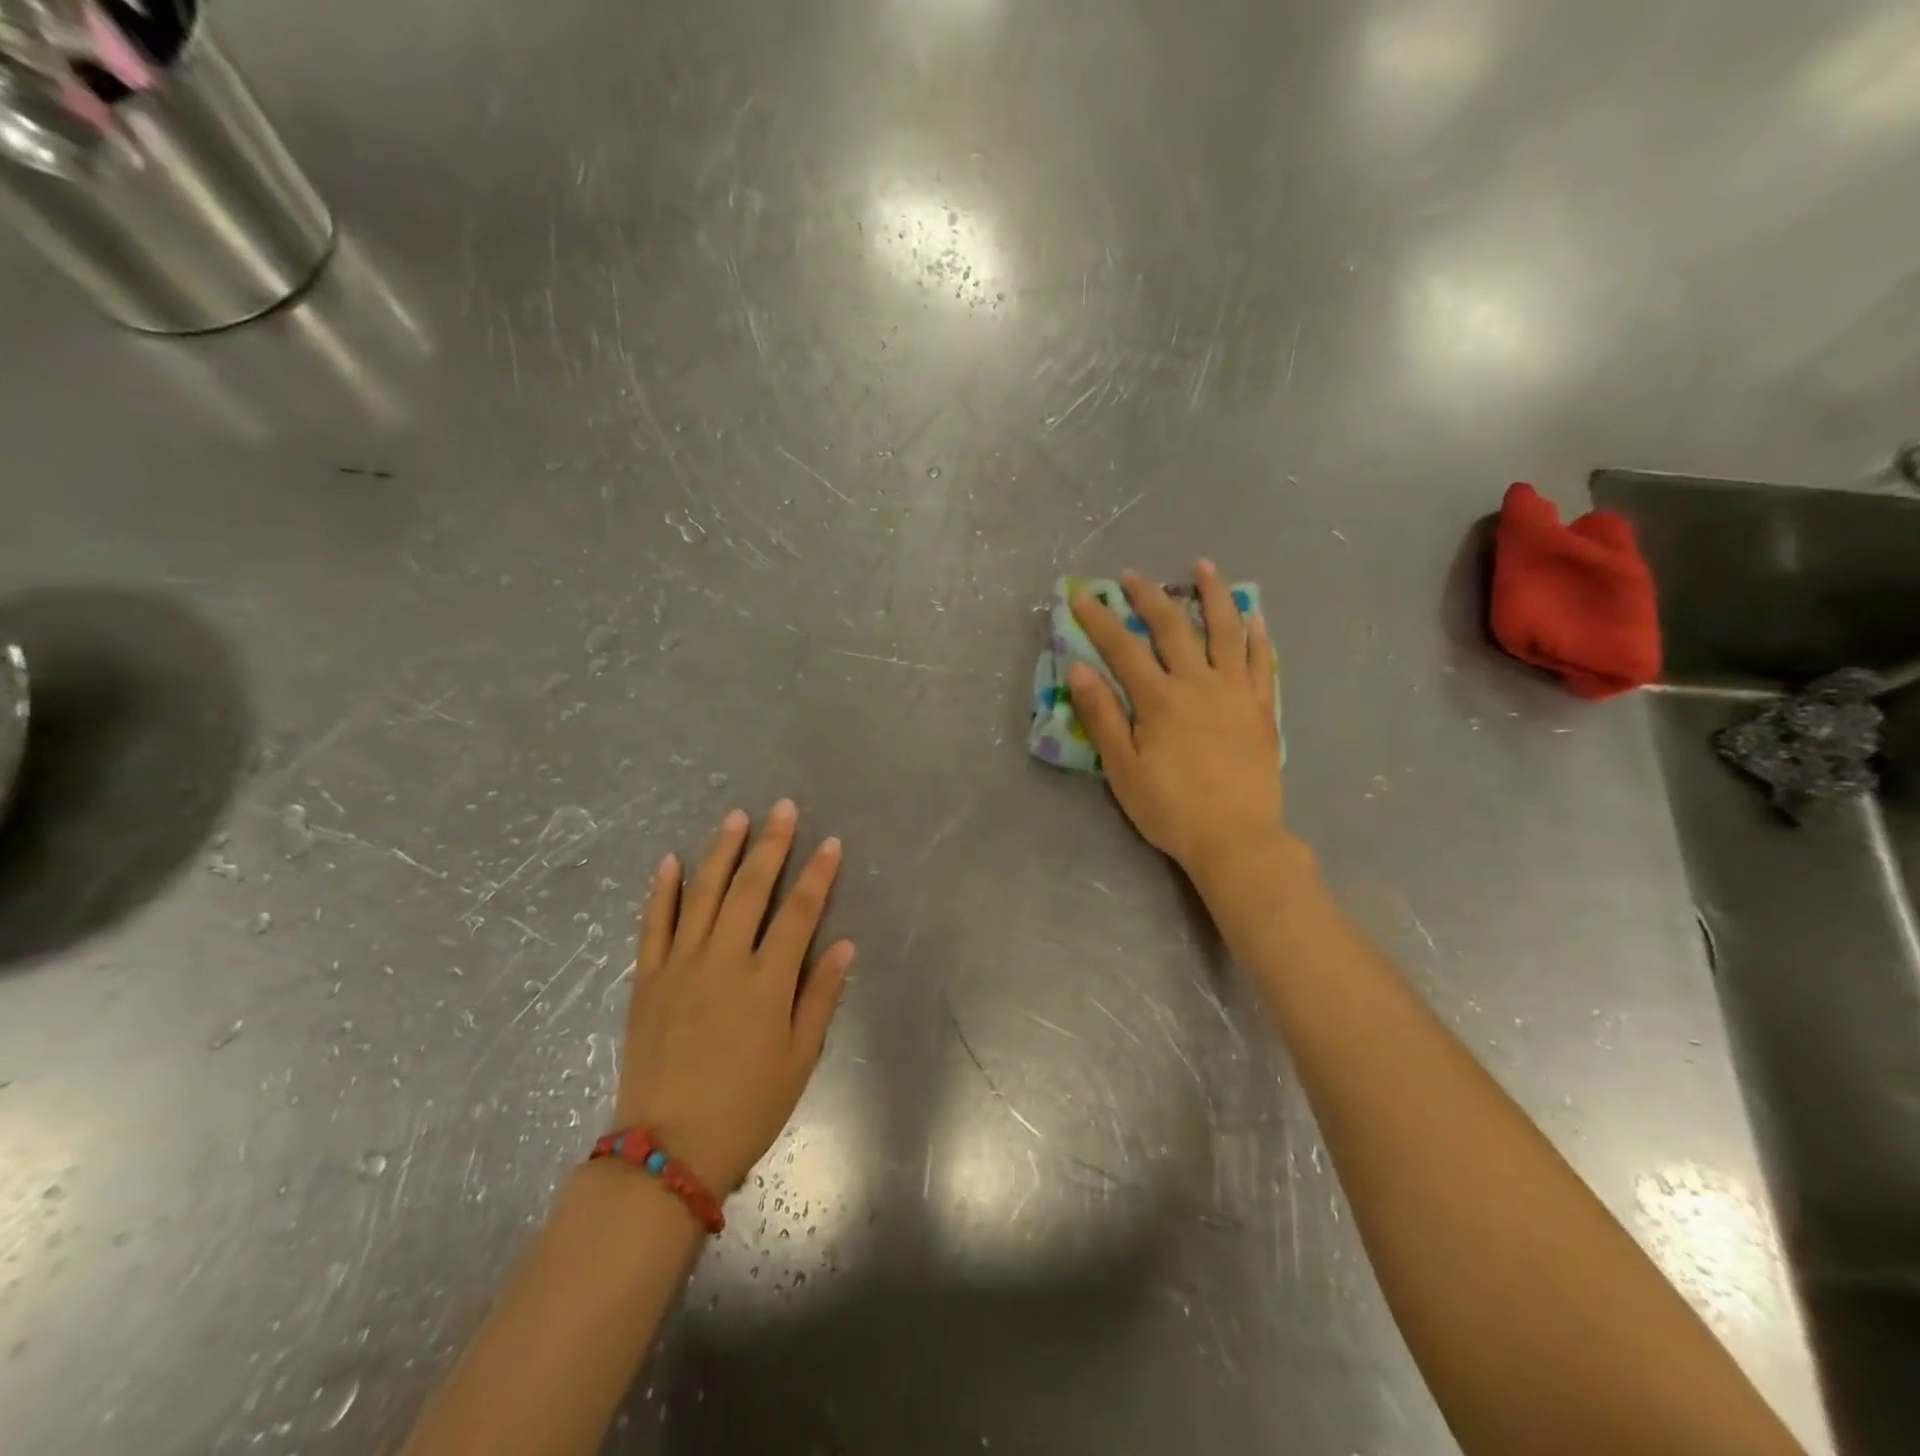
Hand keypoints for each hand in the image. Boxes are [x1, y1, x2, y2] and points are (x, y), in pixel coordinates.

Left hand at [615, 802, 854, 1193]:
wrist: (667, 1150)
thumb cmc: (746, 1107)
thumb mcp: (800, 1059)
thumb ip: (820, 996)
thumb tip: (843, 943)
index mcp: (766, 981)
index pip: (799, 912)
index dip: (818, 875)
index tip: (831, 843)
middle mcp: (723, 961)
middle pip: (750, 889)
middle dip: (771, 845)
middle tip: (783, 809)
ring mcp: (680, 966)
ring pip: (702, 894)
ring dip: (720, 852)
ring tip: (736, 817)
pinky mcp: (647, 979)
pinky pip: (653, 924)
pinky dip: (662, 890)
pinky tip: (670, 861)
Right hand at [1069, 561, 1283, 874]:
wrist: (1236, 838)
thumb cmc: (1170, 808)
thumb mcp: (1123, 768)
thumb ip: (1101, 715)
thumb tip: (1078, 669)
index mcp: (1160, 699)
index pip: (1123, 648)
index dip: (1100, 620)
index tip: (1082, 598)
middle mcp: (1199, 684)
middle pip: (1173, 628)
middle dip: (1149, 598)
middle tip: (1133, 576)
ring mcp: (1236, 693)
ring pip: (1225, 631)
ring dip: (1213, 595)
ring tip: (1203, 567)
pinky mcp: (1262, 709)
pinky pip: (1262, 662)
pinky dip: (1257, 635)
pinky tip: (1253, 615)